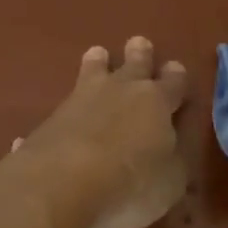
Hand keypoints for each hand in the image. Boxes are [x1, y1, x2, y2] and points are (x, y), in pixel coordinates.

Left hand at [7, 36, 188, 227]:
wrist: (61, 184)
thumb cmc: (131, 184)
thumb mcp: (170, 182)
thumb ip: (173, 162)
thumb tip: (168, 151)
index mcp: (157, 102)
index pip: (173, 82)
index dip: (176, 77)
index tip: (175, 69)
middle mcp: (120, 91)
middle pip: (134, 64)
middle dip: (139, 54)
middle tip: (139, 43)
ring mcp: (81, 100)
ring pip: (93, 70)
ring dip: (98, 63)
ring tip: (97, 54)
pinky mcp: (51, 119)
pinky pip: (63, 106)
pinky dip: (67, 109)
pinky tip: (60, 116)